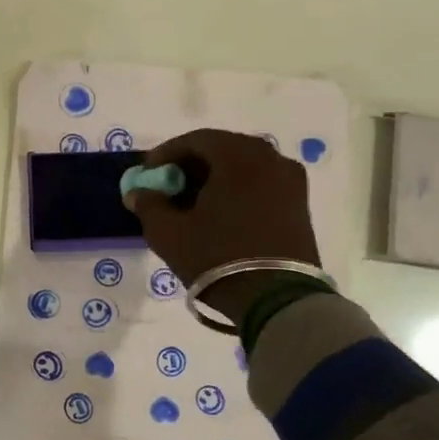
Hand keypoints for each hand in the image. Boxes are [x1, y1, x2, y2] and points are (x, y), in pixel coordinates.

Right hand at [122, 129, 319, 325]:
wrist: (277, 299)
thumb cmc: (218, 257)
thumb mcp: (169, 233)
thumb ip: (149, 205)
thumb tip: (138, 192)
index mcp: (239, 156)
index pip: (196, 140)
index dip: (166, 154)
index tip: (147, 173)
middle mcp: (270, 158)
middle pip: (222, 149)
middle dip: (191, 165)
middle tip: (168, 186)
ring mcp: (290, 181)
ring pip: (244, 167)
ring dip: (215, 178)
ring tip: (192, 203)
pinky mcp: (300, 204)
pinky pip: (261, 183)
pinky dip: (237, 190)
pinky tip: (220, 213)